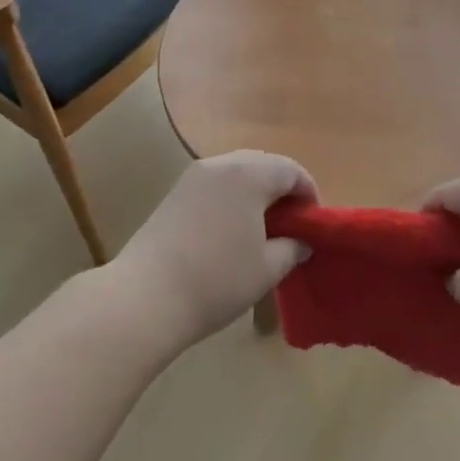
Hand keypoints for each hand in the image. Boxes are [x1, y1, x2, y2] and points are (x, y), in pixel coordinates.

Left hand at [117, 151, 315, 343]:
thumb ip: (291, 248)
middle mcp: (220, 165)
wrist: (146, 296)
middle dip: (281, 188)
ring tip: (262, 227)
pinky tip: (231, 230)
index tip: (313, 221)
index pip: (290, 170)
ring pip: (235, 172)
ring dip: (254, 192)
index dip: (308, 192)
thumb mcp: (267, 269)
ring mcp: (192, 178)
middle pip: (262, 164)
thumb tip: (301, 242)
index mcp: (248, 175)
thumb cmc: (217, 280)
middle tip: (291, 222)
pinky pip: (214, 185)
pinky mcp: (173, 195)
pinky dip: (230, 198)